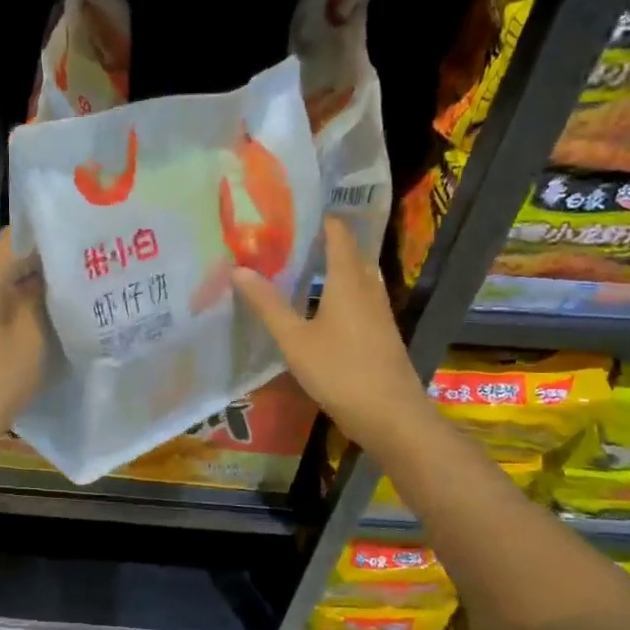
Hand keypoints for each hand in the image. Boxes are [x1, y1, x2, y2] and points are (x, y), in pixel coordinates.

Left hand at [0, 231, 47, 465]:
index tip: (72, 248)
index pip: (12, 239)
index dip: (45, 239)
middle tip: (66, 280)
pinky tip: (7, 340)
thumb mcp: (31, 340)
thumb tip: (42, 278)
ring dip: (10, 296)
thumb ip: (39, 300)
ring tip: (42, 309)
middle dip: (30, 270)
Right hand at [232, 217, 430, 460]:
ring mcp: (378, 311)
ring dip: (330, 269)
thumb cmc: (340, 372)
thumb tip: (238, 269)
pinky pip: (358, 299)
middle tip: (285, 240)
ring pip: (355, 277)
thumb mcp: (294, 340)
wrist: (391, 416)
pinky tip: (318, 308)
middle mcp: (367, 288)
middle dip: (321, 243)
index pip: (338, 233)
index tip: (289, 213)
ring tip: (296, 269)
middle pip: (348, 253)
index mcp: (348, 280)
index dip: (318, 218)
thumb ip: (267, 305)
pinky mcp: (380, 333)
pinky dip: (338, 292)